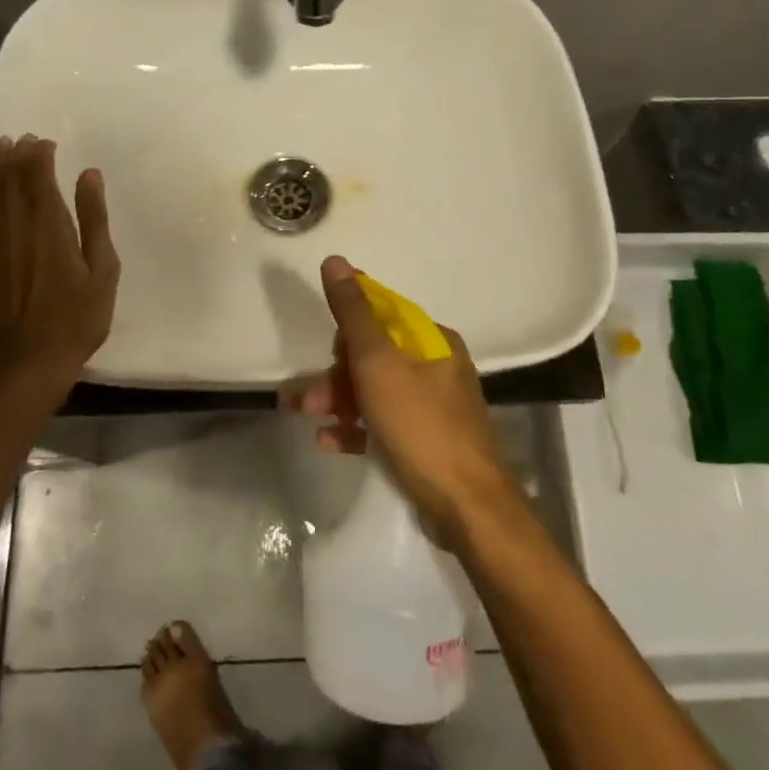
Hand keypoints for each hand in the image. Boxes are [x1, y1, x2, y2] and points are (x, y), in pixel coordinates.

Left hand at [0, 135, 119, 404]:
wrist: (27, 366)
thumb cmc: (76, 320)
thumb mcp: (102, 271)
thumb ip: (94, 220)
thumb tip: (89, 175)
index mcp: (51, 225)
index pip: (39, 175)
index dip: (40, 154)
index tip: (45, 142)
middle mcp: (15, 226)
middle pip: (11, 178)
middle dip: (17, 154)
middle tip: (23, 138)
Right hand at [280, 256, 517, 543]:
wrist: (466, 508)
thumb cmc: (420, 426)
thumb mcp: (379, 363)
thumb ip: (354, 314)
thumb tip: (336, 261)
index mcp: (432, 341)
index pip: (383, 315)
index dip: (348, 329)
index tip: (327, 350)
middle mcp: (437, 367)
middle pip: (374, 357)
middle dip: (335, 373)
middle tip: (303, 396)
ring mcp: (433, 406)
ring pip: (374, 391)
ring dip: (337, 400)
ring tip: (302, 415)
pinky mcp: (426, 442)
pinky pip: (383, 423)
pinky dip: (356, 427)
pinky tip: (329, 441)